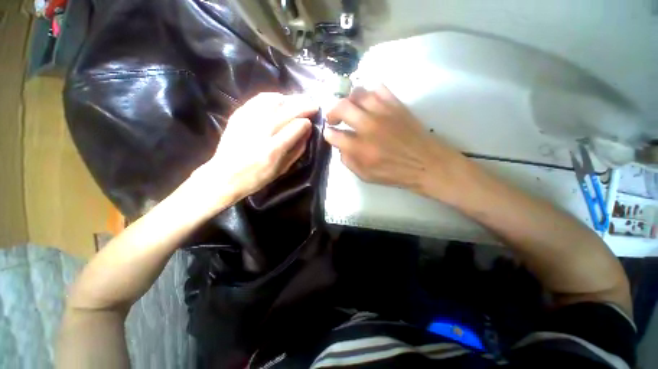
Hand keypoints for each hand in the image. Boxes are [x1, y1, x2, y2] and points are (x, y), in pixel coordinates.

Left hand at [194, 93, 317, 203]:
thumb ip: (297, 150)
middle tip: (314, 105)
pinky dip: (273, 97)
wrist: (224, 175)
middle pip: (287, 111)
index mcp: (273, 150)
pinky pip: (259, 99)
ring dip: (291, 99)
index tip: (310, 123)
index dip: (306, 123)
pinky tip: (280, 99)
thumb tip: (307, 131)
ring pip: (274, 101)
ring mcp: (248, 121)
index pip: (296, 127)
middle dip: (304, 106)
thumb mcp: (282, 169)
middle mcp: (261, 132)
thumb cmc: (257, 177)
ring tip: (299, 101)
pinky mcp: (238, 115)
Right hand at [324, 85, 467, 200]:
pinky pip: (379, 88)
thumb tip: (341, 146)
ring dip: (349, 100)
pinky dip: (370, 94)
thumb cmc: (395, 173)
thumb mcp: (365, 176)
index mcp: (360, 148)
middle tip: (334, 118)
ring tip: (351, 109)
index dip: (329, 134)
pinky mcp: (396, 104)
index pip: (333, 135)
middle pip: (341, 107)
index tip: (330, 134)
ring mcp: (383, 112)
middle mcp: (368, 126)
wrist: (426, 163)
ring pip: (358, 93)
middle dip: (332, 112)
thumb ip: (348, 161)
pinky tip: (370, 103)